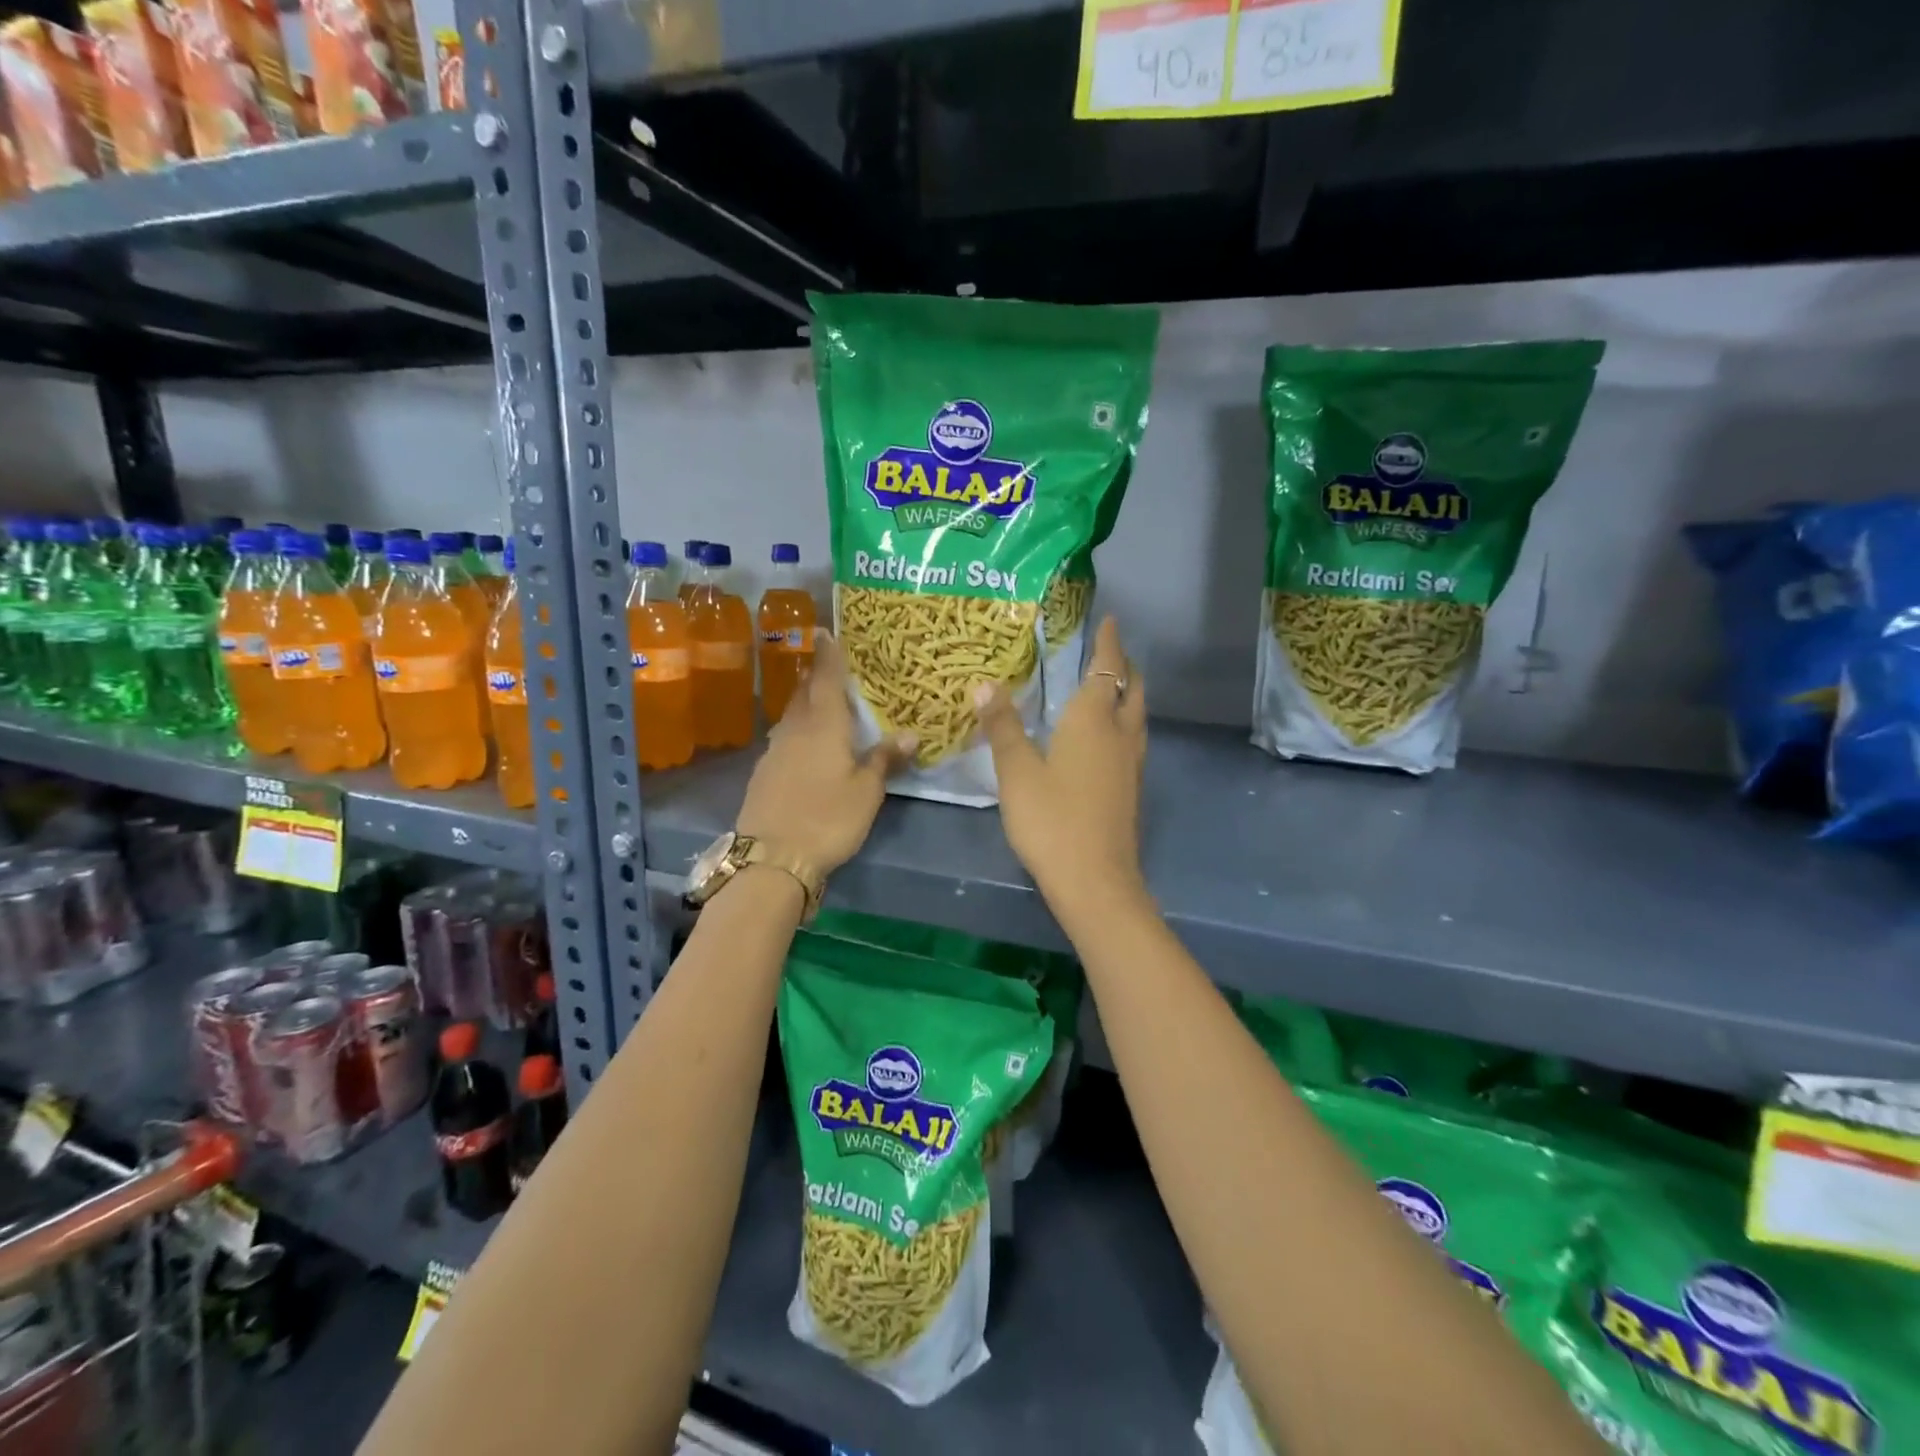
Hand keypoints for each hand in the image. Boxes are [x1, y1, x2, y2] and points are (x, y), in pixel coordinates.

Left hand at [737, 630, 915, 873]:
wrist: (771, 858)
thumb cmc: (827, 818)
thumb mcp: (867, 792)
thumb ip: (886, 759)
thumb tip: (911, 733)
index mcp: (823, 725)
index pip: (826, 678)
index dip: (829, 654)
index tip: (826, 631)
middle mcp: (795, 729)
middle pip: (805, 693)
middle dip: (817, 676)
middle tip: (833, 667)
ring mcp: (775, 750)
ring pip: (792, 715)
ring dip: (806, 703)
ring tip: (823, 702)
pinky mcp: (764, 772)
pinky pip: (785, 737)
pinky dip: (798, 729)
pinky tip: (806, 743)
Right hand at [975, 616, 1148, 923]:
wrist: (1095, 880)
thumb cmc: (1052, 819)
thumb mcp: (1017, 771)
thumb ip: (1002, 726)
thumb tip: (984, 684)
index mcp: (1094, 720)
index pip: (1107, 668)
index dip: (1109, 643)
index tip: (1111, 620)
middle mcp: (1121, 734)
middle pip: (1132, 688)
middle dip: (1124, 665)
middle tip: (1108, 651)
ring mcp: (1132, 763)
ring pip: (1137, 715)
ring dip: (1127, 693)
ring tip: (1109, 686)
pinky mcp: (1132, 788)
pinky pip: (1132, 738)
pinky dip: (1123, 721)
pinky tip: (1104, 737)